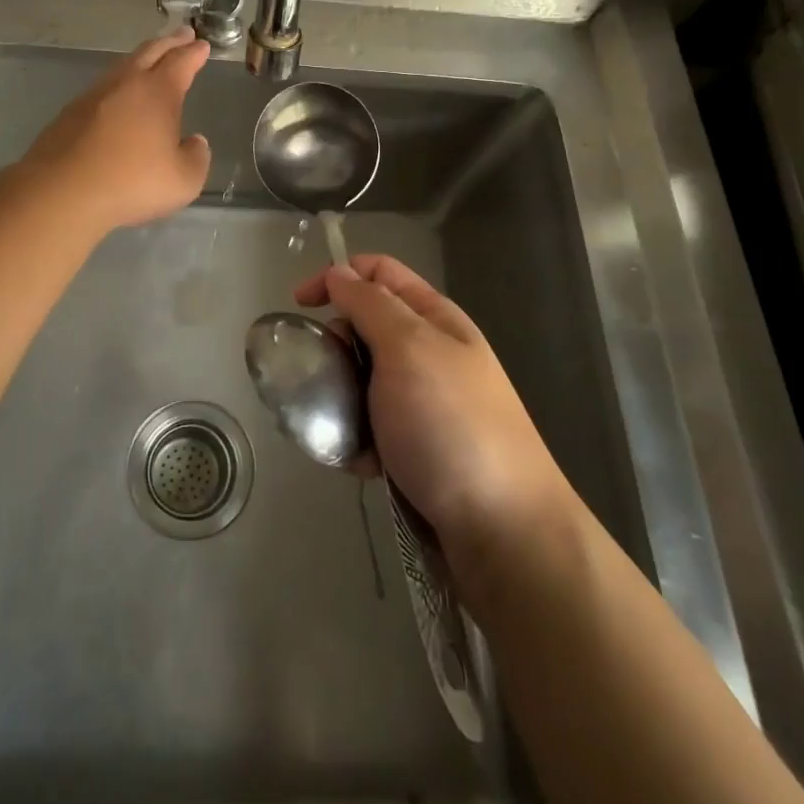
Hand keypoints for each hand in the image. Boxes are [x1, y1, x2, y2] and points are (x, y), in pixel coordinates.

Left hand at [19, 28, 212, 231]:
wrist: (61, 192)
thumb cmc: (131, 183)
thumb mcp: (183, 181)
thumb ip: (196, 158)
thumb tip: (195, 142)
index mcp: (157, 92)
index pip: (181, 62)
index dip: (194, 52)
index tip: (203, 44)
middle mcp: (126, 84)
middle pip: (151, 52)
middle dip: (170, 43)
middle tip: (183, 34)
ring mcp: (94, 95)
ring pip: (123, 66)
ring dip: (142, 58)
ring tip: (152, 59)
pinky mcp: (70, 113)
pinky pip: (103, 87)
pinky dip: (119, 82)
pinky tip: (119, 96)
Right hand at [294, 255, 572, 562]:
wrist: (504, 531)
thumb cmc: (451, 424)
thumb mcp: (408, 348)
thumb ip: (369, 304)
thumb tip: (339, 272)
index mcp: (434, 318)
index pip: (378, 272)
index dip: (337, 276)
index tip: (300, 305)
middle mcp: (430, 353)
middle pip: (365, 326)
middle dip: (336, 346)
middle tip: (325, 375)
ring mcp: (425, 403)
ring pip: (362, 380)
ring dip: (341, 398)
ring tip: (335, 425)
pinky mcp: (417, 448)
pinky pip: (371, 427)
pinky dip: (358, 439)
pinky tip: (361, 464)